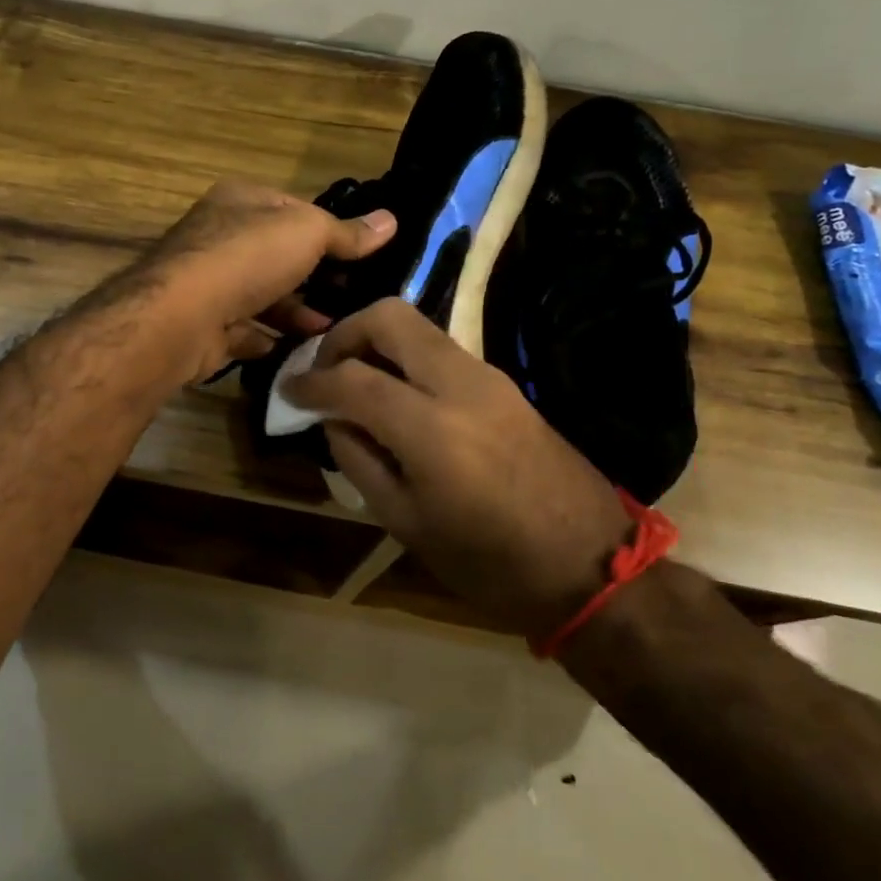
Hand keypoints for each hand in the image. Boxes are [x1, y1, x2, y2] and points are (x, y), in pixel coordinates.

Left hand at [139, 180, 396, 382]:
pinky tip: (301, 351)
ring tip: (335, 329)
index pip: (293, 209)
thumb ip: (346, 232)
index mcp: (240, 201)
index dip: (328, 230)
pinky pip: (246, 330)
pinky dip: (271, 339)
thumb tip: (391, 221)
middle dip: (316, 278)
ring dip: (299, 313)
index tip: (363, 257)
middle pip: (279, 256)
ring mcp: (209, 283)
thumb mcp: (307, 232)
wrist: (182, 316)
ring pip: (264, 296)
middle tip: (356, 299)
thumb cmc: (247, 257)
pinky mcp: (205, 325)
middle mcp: (220, 237)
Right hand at [284, 298, 631, 637]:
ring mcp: (488, 377)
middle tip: (325, 369)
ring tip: (355, 383)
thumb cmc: (490, 562)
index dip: (311, 381)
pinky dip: (406, 358)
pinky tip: (396, 396)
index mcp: (431, 429)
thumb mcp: (407, 523)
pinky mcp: (504, 383)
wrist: (592, 564)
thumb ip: (359, 461)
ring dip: (377, 343)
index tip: (289, 390)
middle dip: (346, 332)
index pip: (352, 379)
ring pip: (418, 327)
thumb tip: (333, 419)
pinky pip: (441, 351)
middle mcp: (460, 385)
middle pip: (390, 316)